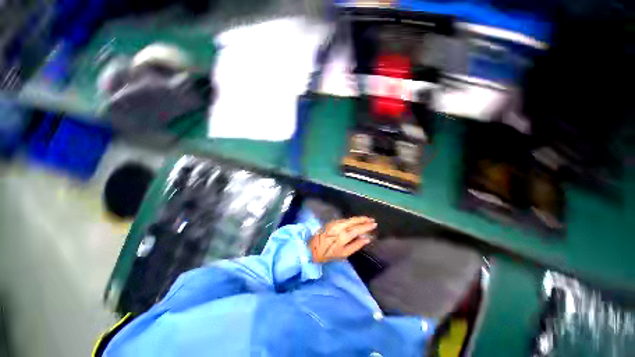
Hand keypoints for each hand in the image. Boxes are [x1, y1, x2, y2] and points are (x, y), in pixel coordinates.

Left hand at [309, 216, 376, 262]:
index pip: (358, 229)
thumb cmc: (329, 253)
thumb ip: (356, 245)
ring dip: (359, 218)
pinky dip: (352, 219)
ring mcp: (335, 223)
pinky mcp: (332, 222)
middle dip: (364, 219)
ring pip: (350, 219)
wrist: (313, 247)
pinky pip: (345, 219)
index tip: (374, 224)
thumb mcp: (344, 253)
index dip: (367, 226)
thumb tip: (367, 239)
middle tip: (372, 220)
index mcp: (344, 236)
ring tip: (366, 219)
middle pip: (354, 221)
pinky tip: (356, 220)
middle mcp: (340, 227)